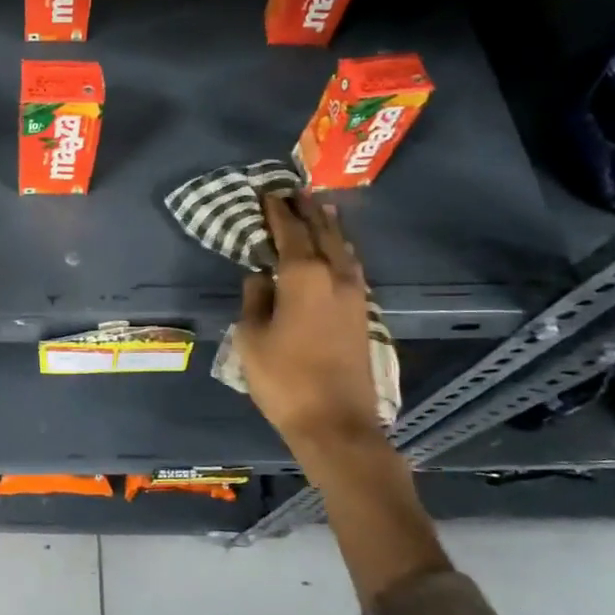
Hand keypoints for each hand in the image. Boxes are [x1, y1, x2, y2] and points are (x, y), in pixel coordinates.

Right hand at [234, 194, 385, 451]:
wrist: (336, 423)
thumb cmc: (283, 379)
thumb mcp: (251, 337)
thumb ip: (254, 299)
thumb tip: (260, 276)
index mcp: (303, 276)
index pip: (289, 230)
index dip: (277, 210)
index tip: (267, 192)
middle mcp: (334, 276)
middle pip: (322, 231)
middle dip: (307, 210)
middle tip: (293, 192)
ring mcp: (354, 294)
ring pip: (343, 248)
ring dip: (329, 227)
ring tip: (318, 210)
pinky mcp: (363, 313)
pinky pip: (351, 267)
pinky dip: (340, 250)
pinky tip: (336, 251)